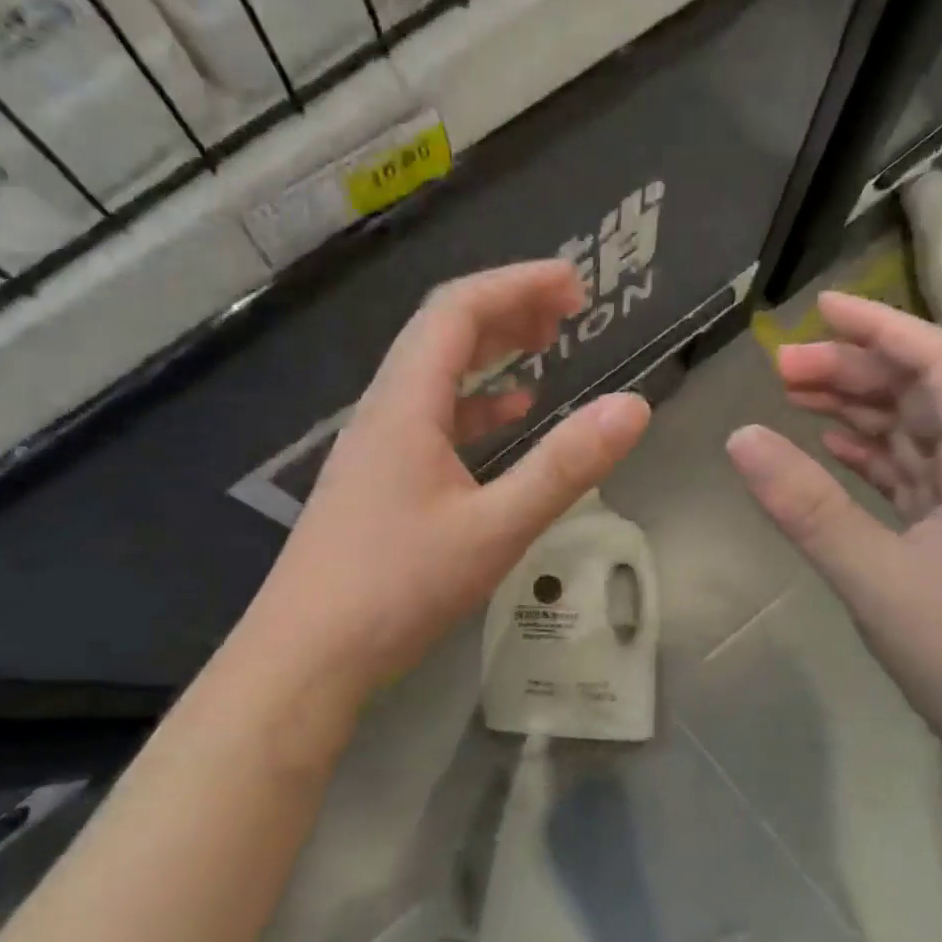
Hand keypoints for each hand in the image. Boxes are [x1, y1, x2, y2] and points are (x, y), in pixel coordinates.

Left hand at [253, 261, 650, 708]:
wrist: (306, 655)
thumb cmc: (397, 589)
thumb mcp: (494, 529)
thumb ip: (564, 467)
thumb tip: (635, 406)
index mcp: (406, 404)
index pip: (458, 310)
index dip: (517, 285)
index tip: (575, 285)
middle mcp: (384, 410)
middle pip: (442, 332)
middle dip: (507, 309)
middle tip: (568, 311)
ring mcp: (375, 446)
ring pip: (434, 374)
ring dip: (489, 352)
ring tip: (544, 347)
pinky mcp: (376, 480)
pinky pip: (429, 418)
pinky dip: (473, 404)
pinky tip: (506, 417)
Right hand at [726, 292, 941, 795]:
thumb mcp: (875, 577)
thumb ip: (806, 507)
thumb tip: (740, 437)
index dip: (886, 329)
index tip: (821, 310)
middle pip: (924, 397)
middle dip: (856, 373)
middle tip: (780, 370)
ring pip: (916, 439)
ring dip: (861, 413)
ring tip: (796, 400)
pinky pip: (912, 481)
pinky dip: (871, 460)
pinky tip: (835, 453)